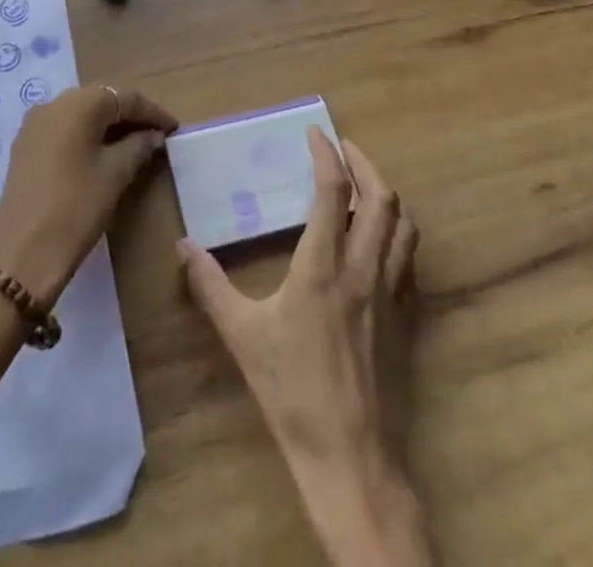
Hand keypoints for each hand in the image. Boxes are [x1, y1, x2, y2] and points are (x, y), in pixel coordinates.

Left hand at [0, 86, 176, 307]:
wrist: (20, 256)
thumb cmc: (76, 209)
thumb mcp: (115, 176)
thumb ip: (138, 147)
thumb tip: (153, 135)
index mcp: (79, 104)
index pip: (125, 97)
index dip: (153, 112)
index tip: (174, 128)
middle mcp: (53, 103)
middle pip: (101, 100)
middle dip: (130, 115)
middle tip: (156, 136)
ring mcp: (34, 124)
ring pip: (80, 114)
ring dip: (107, 126)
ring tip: (134, 145)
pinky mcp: (24, 146)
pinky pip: (63, 129)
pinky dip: (86, 136)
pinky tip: (102, 154)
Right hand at [179, 130, 427, 566]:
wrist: (351, 458)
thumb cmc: (292, 392)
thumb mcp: (242, 335)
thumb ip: (210, 285)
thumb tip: (182, 246)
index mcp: (324, 265)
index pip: (334, 191)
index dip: (327, 154)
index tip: (316, 133)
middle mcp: (365, 269)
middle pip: (382, 198)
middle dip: (364, 164)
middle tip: (344, 149)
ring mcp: (391, 294)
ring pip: (404, 226)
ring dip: (387, 195)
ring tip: (366, 186)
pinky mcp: (406, 320)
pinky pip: (410, 260)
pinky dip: (398, 234)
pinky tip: (381, 242)